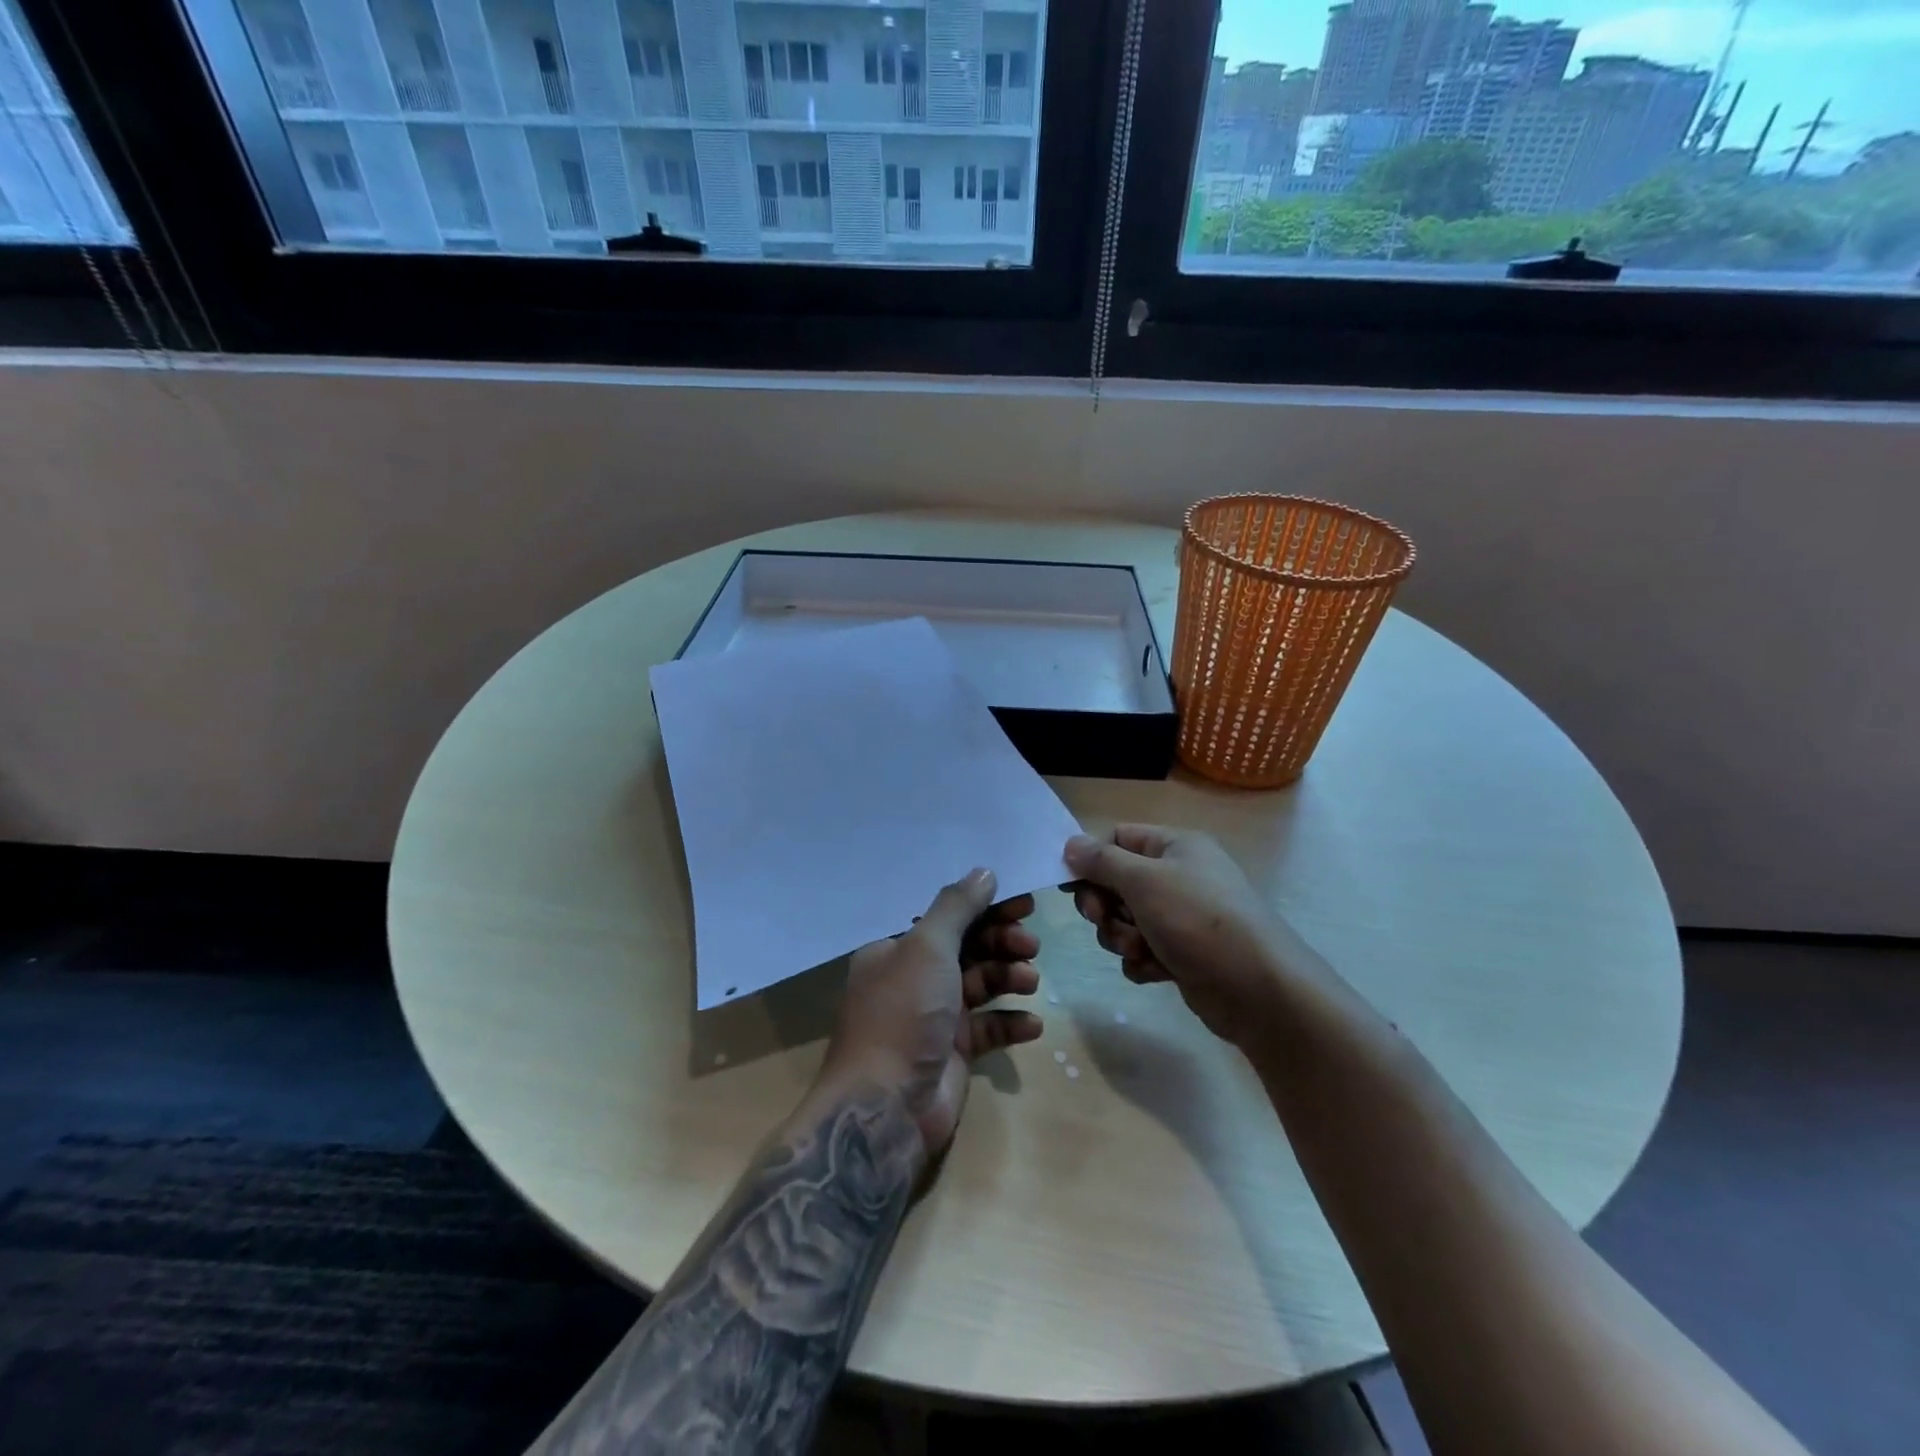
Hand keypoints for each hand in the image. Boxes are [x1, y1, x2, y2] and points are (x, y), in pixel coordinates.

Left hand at [819, 869, 1042, 1162]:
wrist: (885, 1108)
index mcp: (896, 948)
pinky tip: (1032, 1025)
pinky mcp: (952, 1051)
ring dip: (1008, 977)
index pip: (945, 916)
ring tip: (1031, 981)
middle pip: (966, 947)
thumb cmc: (902, 1013)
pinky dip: (1009, 1022)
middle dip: (1000, 942)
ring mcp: (933, 1016)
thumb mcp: (926, 948)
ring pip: (979, 984)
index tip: (1022, 901)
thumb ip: (957, 907)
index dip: (983, 906)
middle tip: (1030, 942)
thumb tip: (984, 871)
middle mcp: (912, 977)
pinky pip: (987, 1027)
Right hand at [1064, 826, 1319, 1049]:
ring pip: (1125, 921)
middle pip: (1116, 882)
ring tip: (1141, 950)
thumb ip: (1102, 861)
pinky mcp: (1182, 954)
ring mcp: (1181, 918)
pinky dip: (1142, 961)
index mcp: (1175, 846)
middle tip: (1104, 920)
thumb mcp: (1144, 880)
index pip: (1118, 839)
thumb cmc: (1199, 921)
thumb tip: (1070, 844)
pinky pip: (1142, 950)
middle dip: (1105, 906)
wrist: (1259, 990)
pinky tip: (1157, 971)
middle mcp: (1178, 876)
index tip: (1071, 886)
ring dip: (1122, 937)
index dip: (1091, 860)